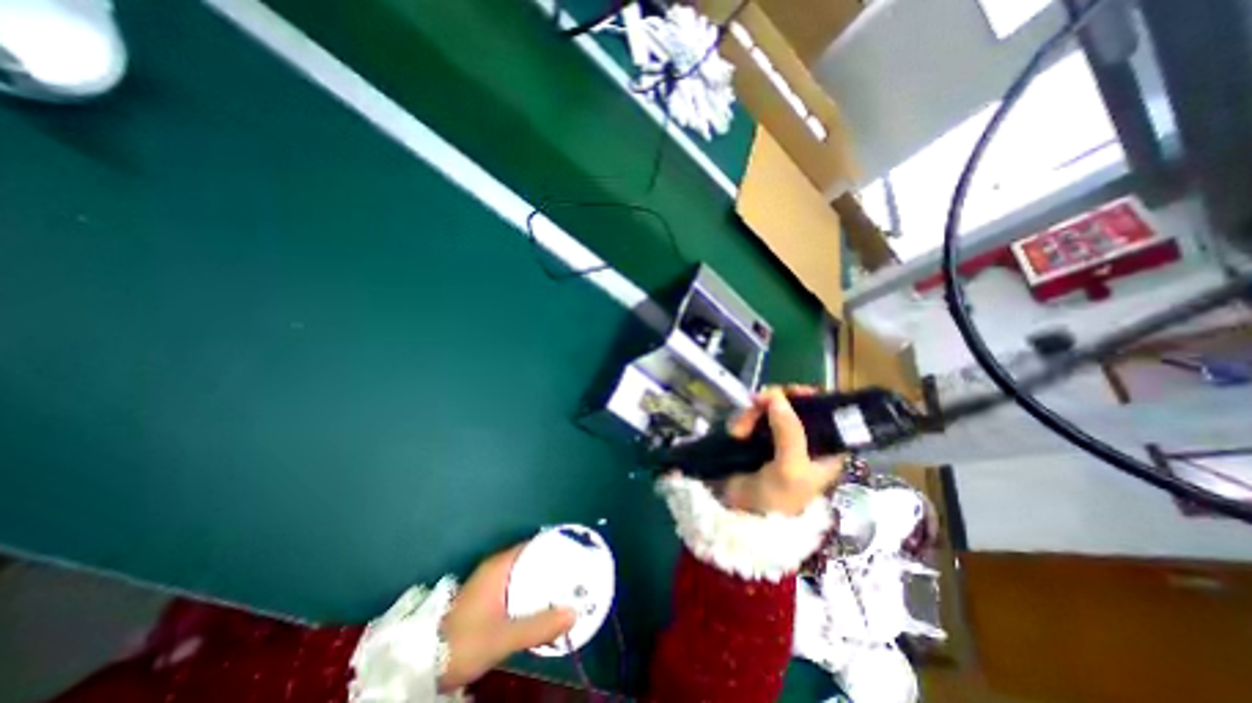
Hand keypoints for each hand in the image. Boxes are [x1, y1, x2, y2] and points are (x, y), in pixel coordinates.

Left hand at [436, 545, 579, 687]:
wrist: (424, 663)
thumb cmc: (464, 640)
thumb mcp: (503, 635)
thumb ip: (538, 625)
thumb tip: (574, 613)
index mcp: (500, 565)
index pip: (534, 545)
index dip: (556, 547)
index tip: (577, 553)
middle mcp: (497, 568)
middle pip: (532, 559)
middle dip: (553, 566)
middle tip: (577, 573)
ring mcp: (491, 583)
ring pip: (525, 575)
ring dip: (543, 582)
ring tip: (567, 589)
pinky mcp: (488, 600)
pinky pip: (518, 588)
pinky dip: (532, 593)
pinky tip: (544, 607)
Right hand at [720, 385, 845, 516]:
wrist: (741, 516)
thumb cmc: (775, 498)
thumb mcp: (790, 467)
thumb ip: (789, 430)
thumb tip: (776, 396)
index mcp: (824, 448)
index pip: (826, 412)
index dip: (811, 397)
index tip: (791, 392)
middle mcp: (803, 439)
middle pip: (793, 405)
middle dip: (773, 404)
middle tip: (756, 404)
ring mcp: (778, 437)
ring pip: (769, 409)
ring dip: (752, 414)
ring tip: (739, 431)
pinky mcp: (756, 438)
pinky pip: (752, 417)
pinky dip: (743, 420)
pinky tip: (736, 433)